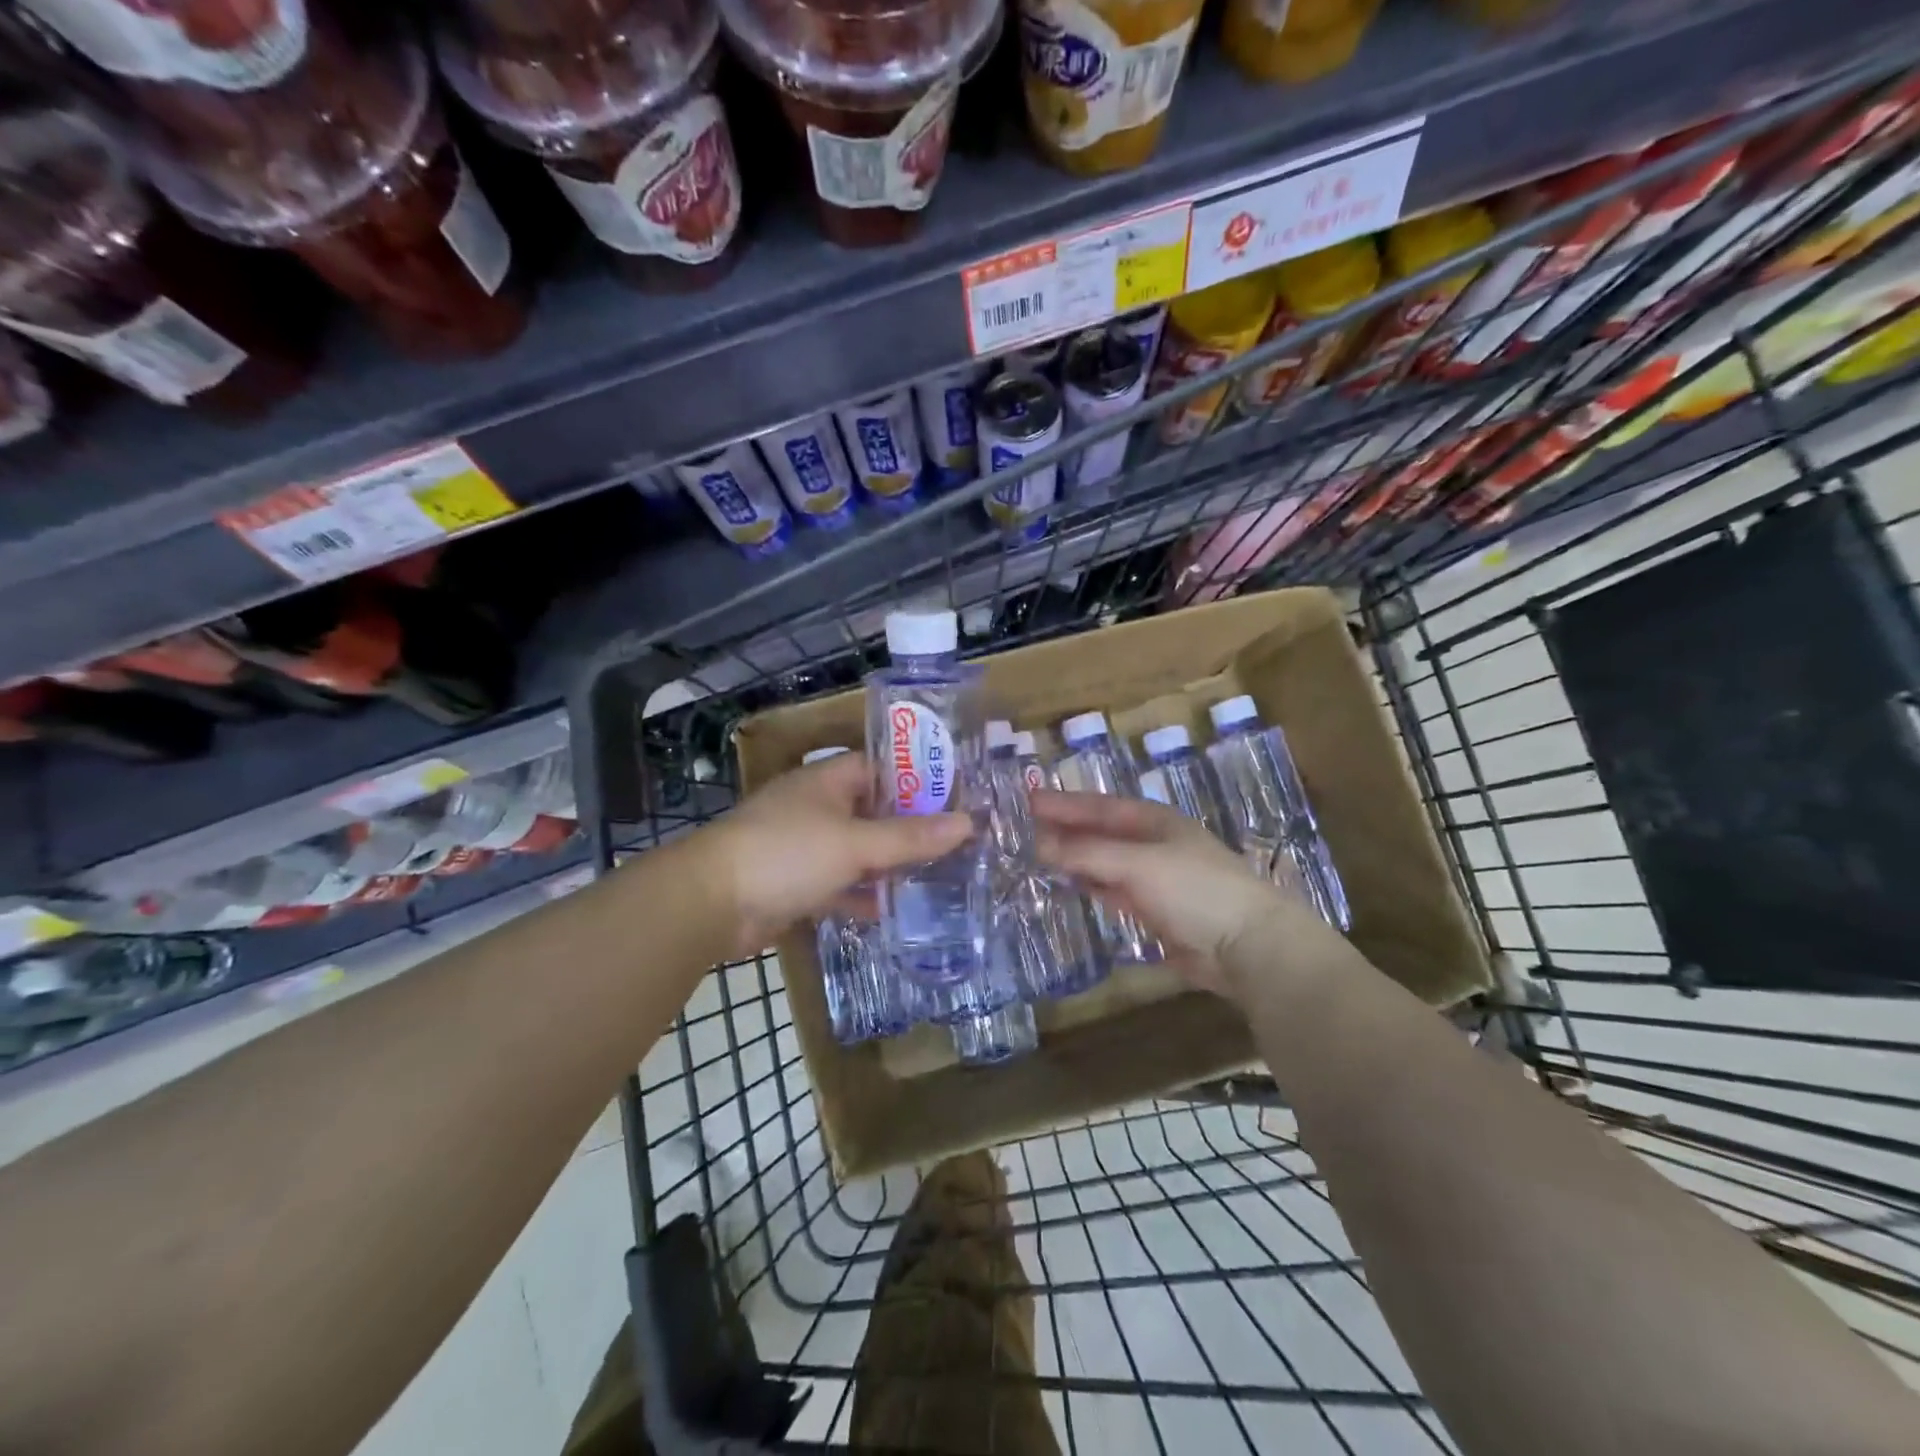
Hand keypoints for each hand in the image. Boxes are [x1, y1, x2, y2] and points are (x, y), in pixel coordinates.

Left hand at [702, 753, 972, 958]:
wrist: (711, 903)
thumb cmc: (786, 854)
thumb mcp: (856, 844)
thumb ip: (910, 837)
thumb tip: (967, 823)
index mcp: (828, 781)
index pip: (881, 769)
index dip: (917, 781)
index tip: (954, 800)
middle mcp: (816, 808)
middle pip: (872, 812)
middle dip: (908, 828)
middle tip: (954, 844)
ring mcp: (803, 847)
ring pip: (856, 851)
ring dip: (886, 865)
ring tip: (934, 878)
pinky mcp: (794, 884)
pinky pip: (837, 884)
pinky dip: (860, 895)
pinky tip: (889, 910)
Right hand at [1031, 789, 1325, 999]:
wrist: (1247, 945)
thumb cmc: (1195, 890)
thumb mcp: (1137, 864)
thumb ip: (1086, 853)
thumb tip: (1038, 844)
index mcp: (1153, 820)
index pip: (1098, 806)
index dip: (1063, 803)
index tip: (1027, 800)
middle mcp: (1150, 843)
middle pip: (1098, 832)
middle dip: (1064, 828)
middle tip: (1021, 827)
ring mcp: (1152, 877)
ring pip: (1102, 861)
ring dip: (1073, 857)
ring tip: (1034, 853)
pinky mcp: (1152, 909)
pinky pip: (1111, 889)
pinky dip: (1089, 884)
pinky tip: (1068, 883)